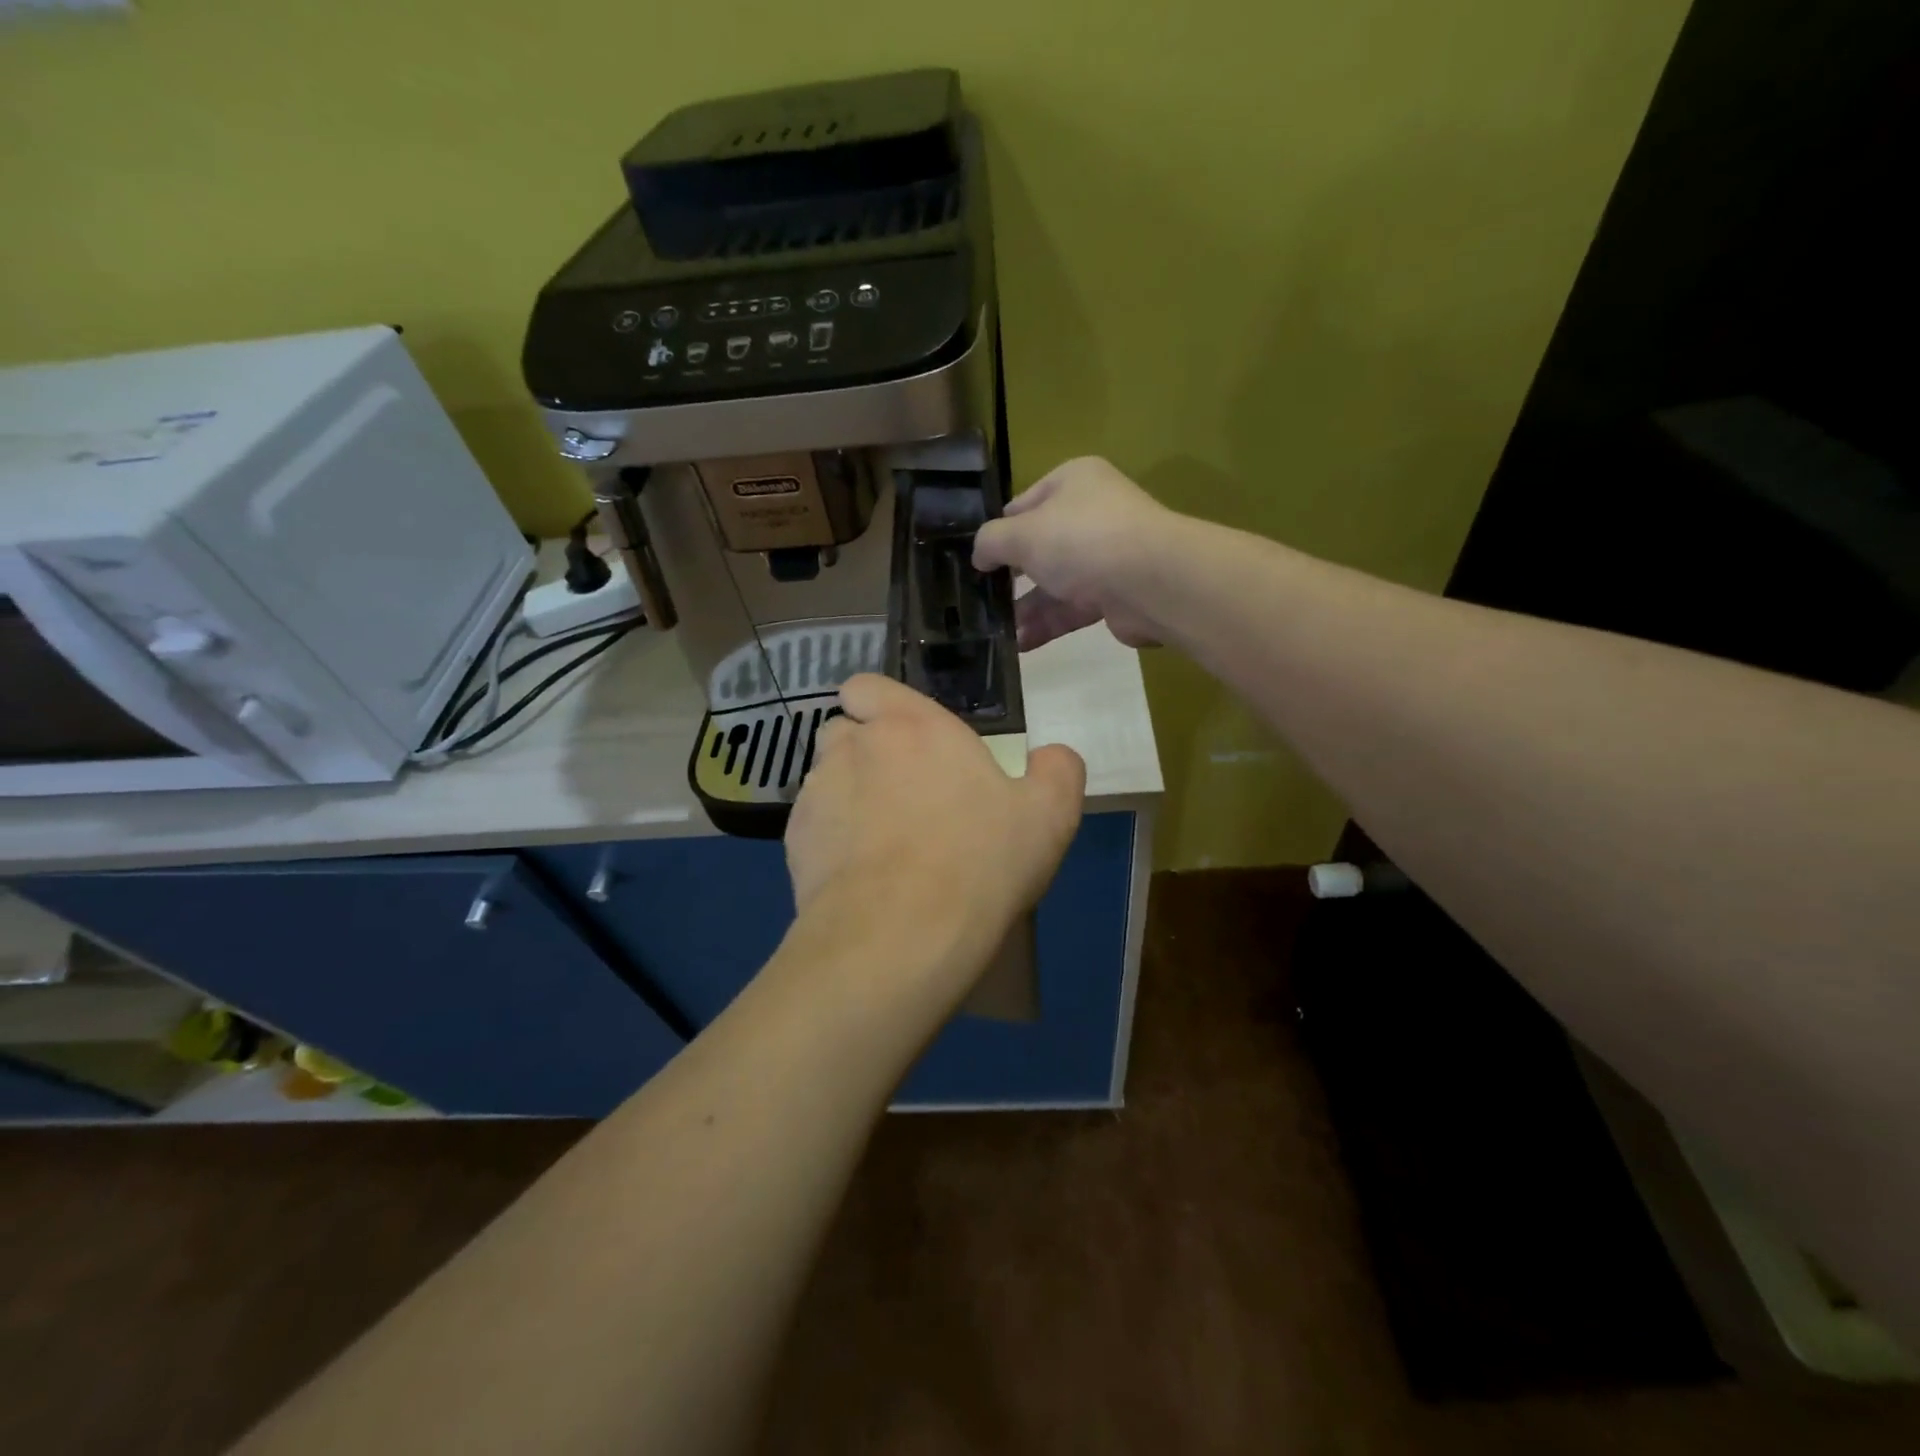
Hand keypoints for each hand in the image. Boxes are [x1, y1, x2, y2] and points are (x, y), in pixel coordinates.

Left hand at [785, 675, 1085, 994]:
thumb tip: (1052, 757)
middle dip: (864, 751)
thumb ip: (1057, 771)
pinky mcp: (794, 843)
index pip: (866, 686)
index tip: (903, 737)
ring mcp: (817, 794)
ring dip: (847, 796)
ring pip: (824, 779)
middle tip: (901, 793)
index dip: (878, 705)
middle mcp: (854, 747)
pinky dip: (830, 841)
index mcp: (911, 726)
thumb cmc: (979, 861)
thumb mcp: (1049, 816)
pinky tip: (860, 877)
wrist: (902, 934)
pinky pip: (812, 827)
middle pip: (843, 732)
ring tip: (880, 842)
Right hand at [973, 456, 1174, 650]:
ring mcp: (1107, 555)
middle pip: (1041, 546)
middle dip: (1011, 577)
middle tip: (981, 599)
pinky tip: (1020, 644)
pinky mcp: (1116, 594)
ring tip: (996, 631)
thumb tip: (979, 555)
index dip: (999, 531)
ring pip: (1056, 582)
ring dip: (1027, 607)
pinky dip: (1048, 624)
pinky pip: (1073, 608)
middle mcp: (1092, 514)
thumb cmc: (1081, 541)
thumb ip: (991, 542)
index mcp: (1073, 482)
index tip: (977, 560)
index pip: (1025, 504)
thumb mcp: (1022, 533)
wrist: (1151, 581)